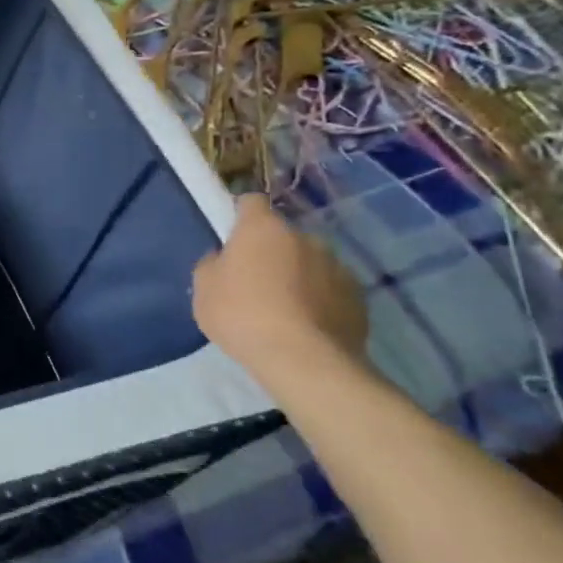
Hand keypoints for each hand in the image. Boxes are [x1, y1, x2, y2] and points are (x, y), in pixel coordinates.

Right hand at [193, 194, 368, 378]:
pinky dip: (320, 300)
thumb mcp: (203, 289)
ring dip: (298, 275)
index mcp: (263, 228)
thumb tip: (225, 259)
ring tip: (285, 309)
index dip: (240, 214)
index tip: (232, 236)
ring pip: (310, 262)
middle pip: (283, 236)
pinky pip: (331, 289)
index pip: (251, 202)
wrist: (304, 360)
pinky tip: (307, 326)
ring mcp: (337, 266)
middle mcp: (304, 237)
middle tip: (255, 281)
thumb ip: (212, 264)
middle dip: (271, 251)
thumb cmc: (242, 315)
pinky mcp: (359, 297)